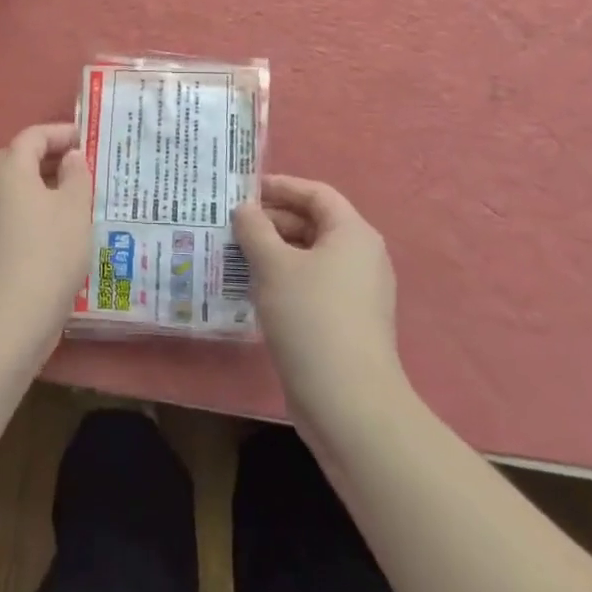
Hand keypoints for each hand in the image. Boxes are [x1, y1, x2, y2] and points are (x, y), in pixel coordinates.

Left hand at [0, 123, 92, 358]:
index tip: (90, 141)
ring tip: (83, 201)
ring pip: (21, 191)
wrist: (9, 318)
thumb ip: (76, 174)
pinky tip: (65, 232)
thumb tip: (70, 158)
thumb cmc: (48, 250)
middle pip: (23, 161)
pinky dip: (39, 214)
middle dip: (56, 161)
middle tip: (89, 170)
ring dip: (49, 191)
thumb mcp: (75, 207)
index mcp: (9, 167)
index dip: (63, 133)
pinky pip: (16, 216)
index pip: (35, 135)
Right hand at [233, 175, 407, 424]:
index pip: (316, 194)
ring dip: (273, 252)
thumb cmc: (311, 318)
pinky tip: (252, 290)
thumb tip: (244, 208)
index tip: (244, 189)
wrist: (349, 404)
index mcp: (353, 233)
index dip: (281, 186)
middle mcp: (361, 256)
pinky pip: (311, 285)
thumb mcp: (274, 266)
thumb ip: (255, 229)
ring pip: (309, 257)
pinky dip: (283, 279)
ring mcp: (356, 293)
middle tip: (231, 224)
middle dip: (272, 221)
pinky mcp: (346, 322)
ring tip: (233, 254)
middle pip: (313, 224)